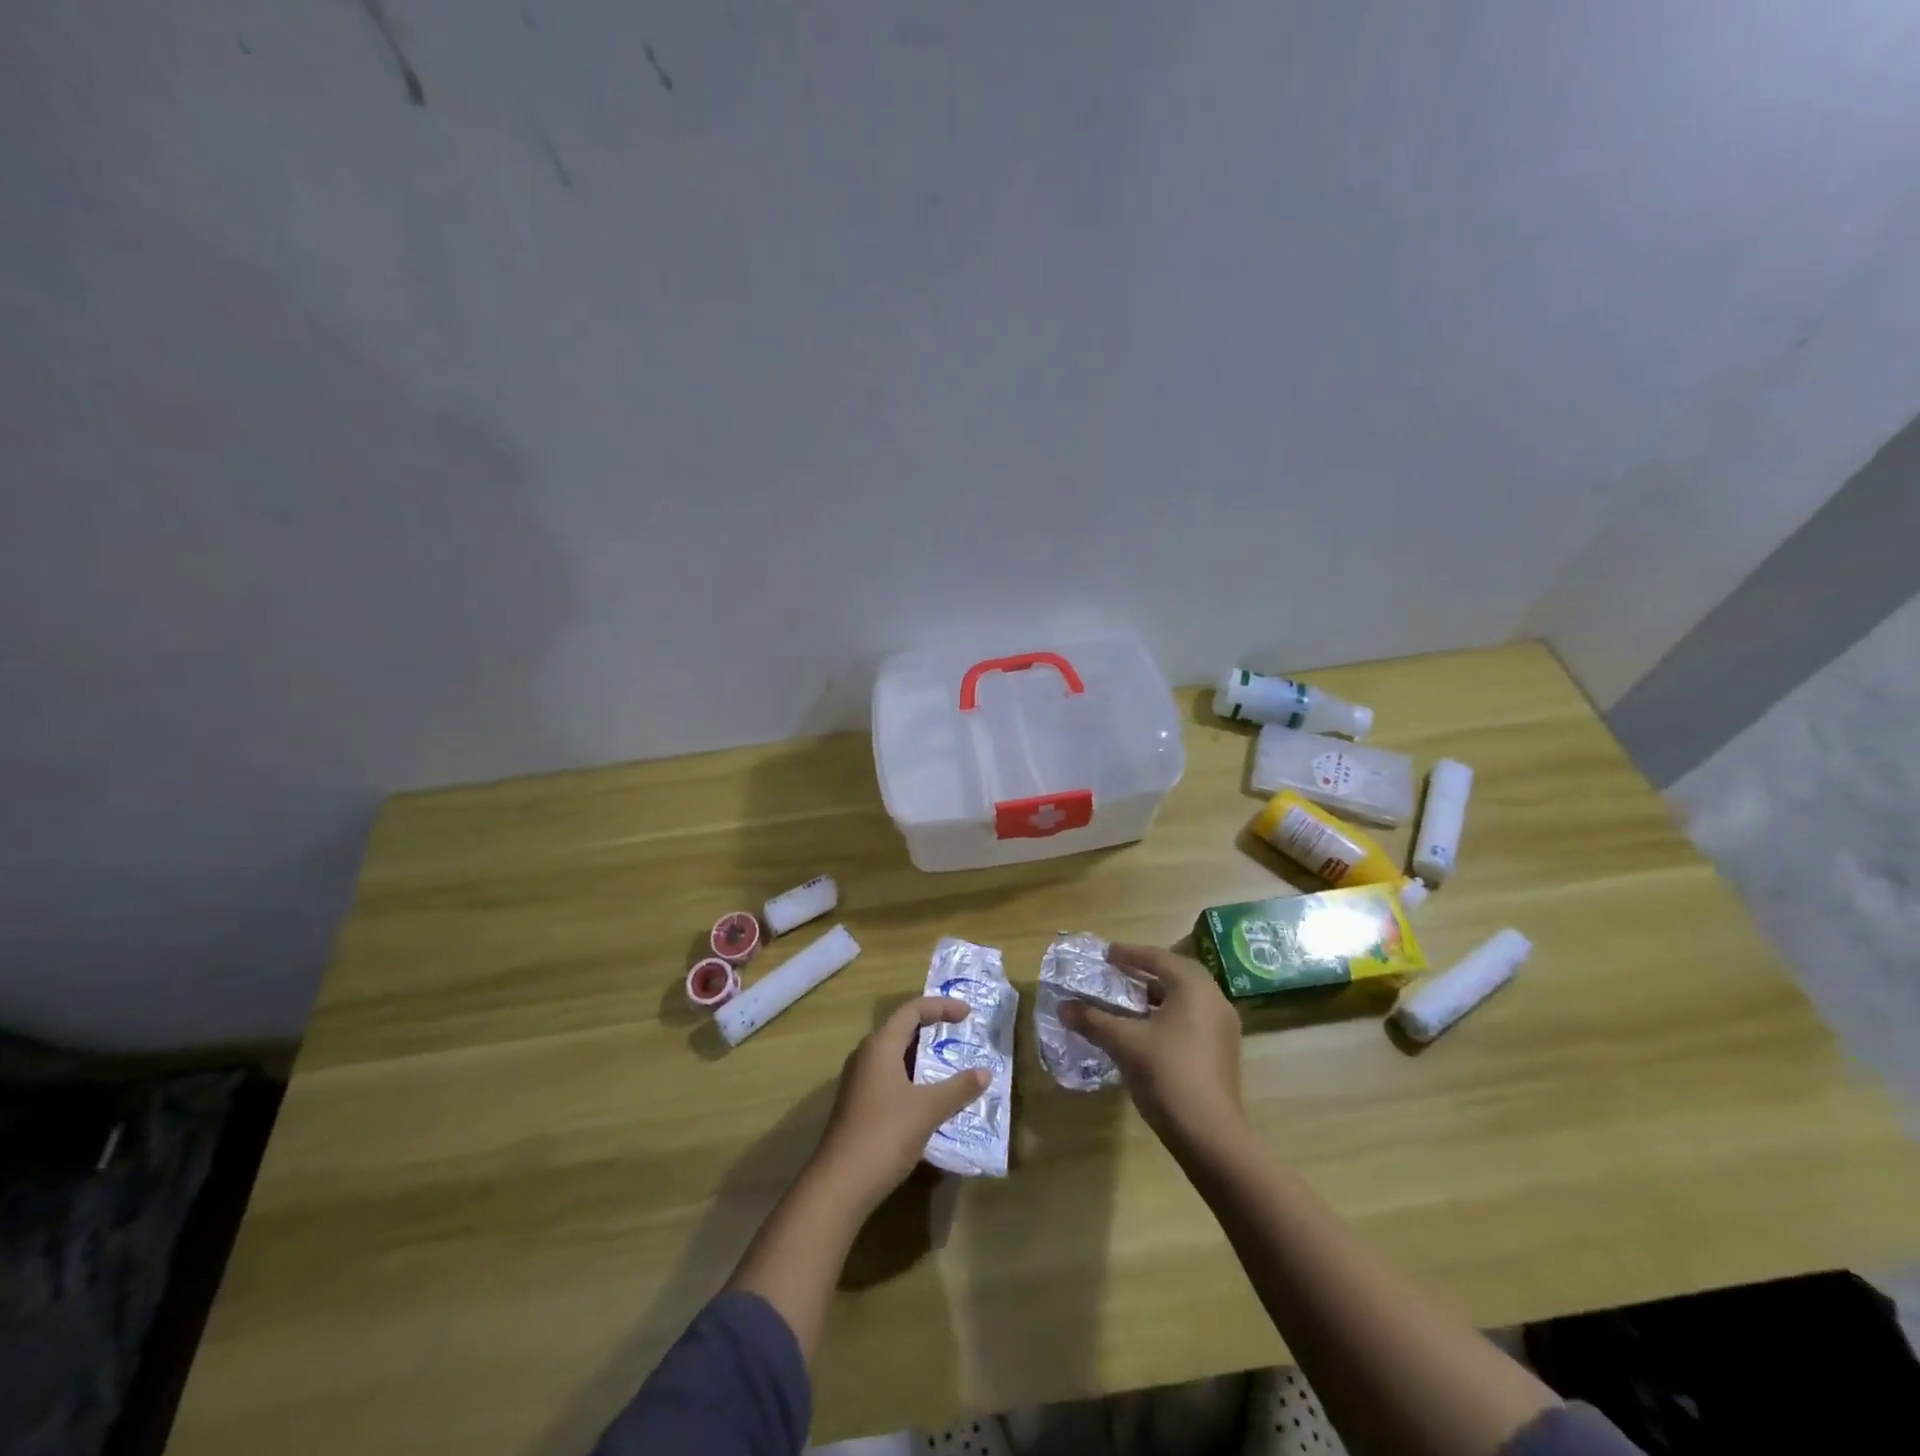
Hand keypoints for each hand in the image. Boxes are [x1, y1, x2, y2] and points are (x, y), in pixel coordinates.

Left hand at [809, 996, 989, 1213]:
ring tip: (951, 1066)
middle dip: (933, 1030)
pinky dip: (913, 1078)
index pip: (912, 1010)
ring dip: (923, 1058)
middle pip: (902, 1030)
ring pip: (896, 1056)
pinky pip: (890, 1077)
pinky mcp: (858, 1104)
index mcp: (880, 1045)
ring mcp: (859, 1081)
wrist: (840, 1184)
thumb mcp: (928, 1109)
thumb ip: (958, 1088)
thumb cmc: (885, 1134)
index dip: (941, 1006)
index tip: (968, 1014)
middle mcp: (866, 1055)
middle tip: (961, 1036)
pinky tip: (930, 1098)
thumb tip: (985, 1073)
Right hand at [1062, 943, 1245, 1148]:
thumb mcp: (1124, 1043)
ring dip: (1156, 994)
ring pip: (1185, 998)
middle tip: (1118, 972)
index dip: (1129, 953)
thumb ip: (1093, 1020)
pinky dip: (1168, 1014)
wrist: (1211, 1136)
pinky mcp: (1222, 1051)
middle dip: (1145, 971)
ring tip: (1128, 1000)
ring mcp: (1223, 1027)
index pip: (1158, 958)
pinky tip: (1146, 1029)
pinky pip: (1192, 1018)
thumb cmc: (1168, 1075)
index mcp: (1194, 988)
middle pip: (1176, 974)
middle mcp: (1214, 999)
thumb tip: (1063, 1007)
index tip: (1106, 954)